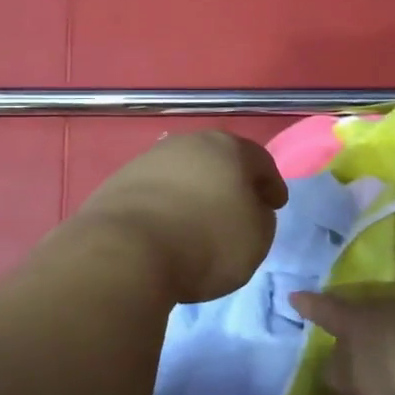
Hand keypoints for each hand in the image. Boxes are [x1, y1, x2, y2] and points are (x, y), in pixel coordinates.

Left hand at [76, 131, 288, 303]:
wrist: (127, 251)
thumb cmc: (206, 241)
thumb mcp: (256, 238)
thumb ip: (261, 217)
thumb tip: (250, 208)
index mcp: (228, 148)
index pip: (260, 161)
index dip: (272, 184)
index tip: (275, 205)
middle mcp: (188, 143)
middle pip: (218, 160)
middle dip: (230, 181)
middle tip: (238, 207)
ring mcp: (149, 159)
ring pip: (183, 173)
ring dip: (195, 191)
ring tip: (198, 219)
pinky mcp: (119, 182)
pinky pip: (155, 192)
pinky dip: (166, 205)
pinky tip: (167, 226)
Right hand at [289, 291, 394, 394]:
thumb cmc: (386, 375)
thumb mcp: (349, 383)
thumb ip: (337, 375)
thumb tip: (336, 369)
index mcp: (353, 318)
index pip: (325, 310)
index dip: (309, 306)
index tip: (295, 296)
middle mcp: (383, 311)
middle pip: (362, 313)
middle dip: (353, 323)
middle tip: (344, 334)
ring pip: (390, 327)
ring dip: (382, 341)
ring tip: (376, 359)